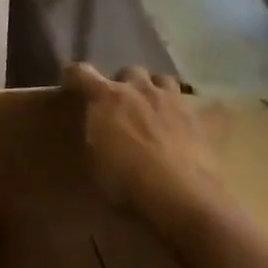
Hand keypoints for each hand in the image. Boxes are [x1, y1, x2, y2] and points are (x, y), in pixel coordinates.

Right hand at [63, 63, 214, 221]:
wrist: (182, 196)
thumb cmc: (128, 182)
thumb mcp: (96, 162)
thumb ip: (95, 135)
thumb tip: (97, 130)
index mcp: (107, 97)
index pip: (81, 72)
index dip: (73, 76)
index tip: (71, 84)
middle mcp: (138, 89)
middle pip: (128, 71)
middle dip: (123, 84)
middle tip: (120, 104)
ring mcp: (171, 99)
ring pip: (160, 79)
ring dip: (153, 90)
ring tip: (151, 108)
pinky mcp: (196, 116)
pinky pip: (185, 102)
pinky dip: (177, 110)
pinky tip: (177, 127)